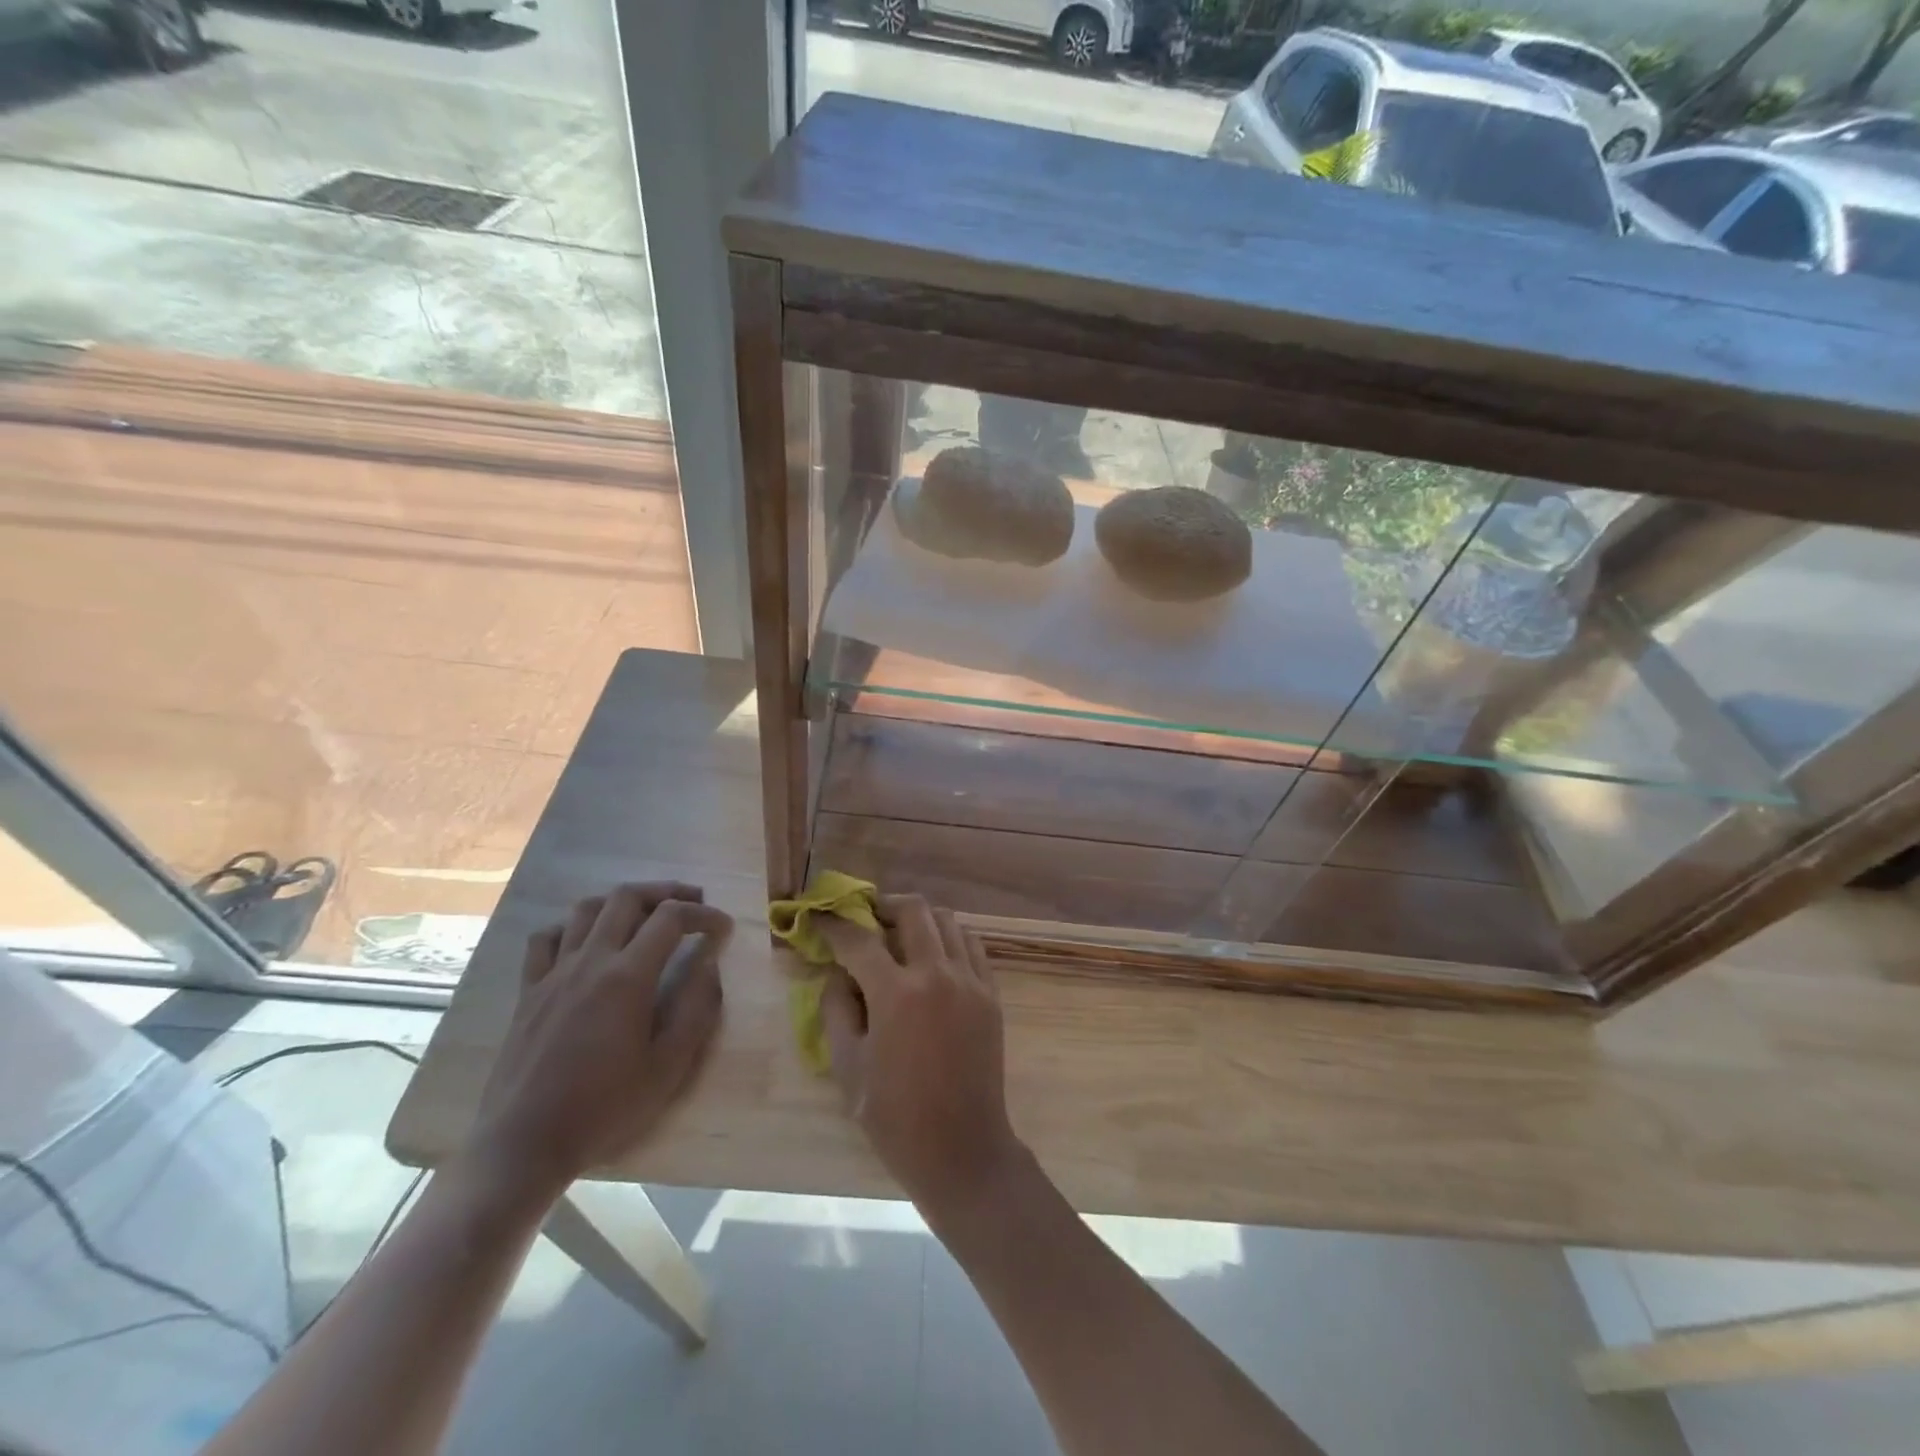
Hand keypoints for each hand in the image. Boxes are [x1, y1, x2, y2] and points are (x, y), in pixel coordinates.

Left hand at [469, 882, 732, 1192]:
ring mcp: (553, 973)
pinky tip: (586, 942)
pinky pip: (546, 938)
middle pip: (627, 897)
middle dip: (665, 891)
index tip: (722, 927)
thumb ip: (696, 1011)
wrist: (524, 1145)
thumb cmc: (604, 1109)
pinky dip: (571, 927)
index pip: (671, 918)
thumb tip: (709, 967)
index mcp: (627, 977)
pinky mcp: (528, 991)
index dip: (703, 914)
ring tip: (644, 915)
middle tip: (691, 903)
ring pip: (586, 909)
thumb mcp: (668, 1068)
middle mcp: (589, 961)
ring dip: (621, 902)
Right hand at [819, 895, 1024, 1218]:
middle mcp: (937, 974)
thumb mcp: (848, 1067)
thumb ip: (836, 1009)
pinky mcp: (991, 993)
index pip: (860, 940)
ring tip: (900, 936)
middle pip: (912, 911)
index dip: (835, 925)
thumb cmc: (895, 1117)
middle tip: (867, 918)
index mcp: (897, 994)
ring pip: (947, 921)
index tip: (822, 919)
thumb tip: (838, 974)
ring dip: (919, 919)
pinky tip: (934, 958)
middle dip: (883, 906)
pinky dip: (949, 939)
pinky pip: (971, 945)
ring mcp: (971, 981)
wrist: (962, 1149)